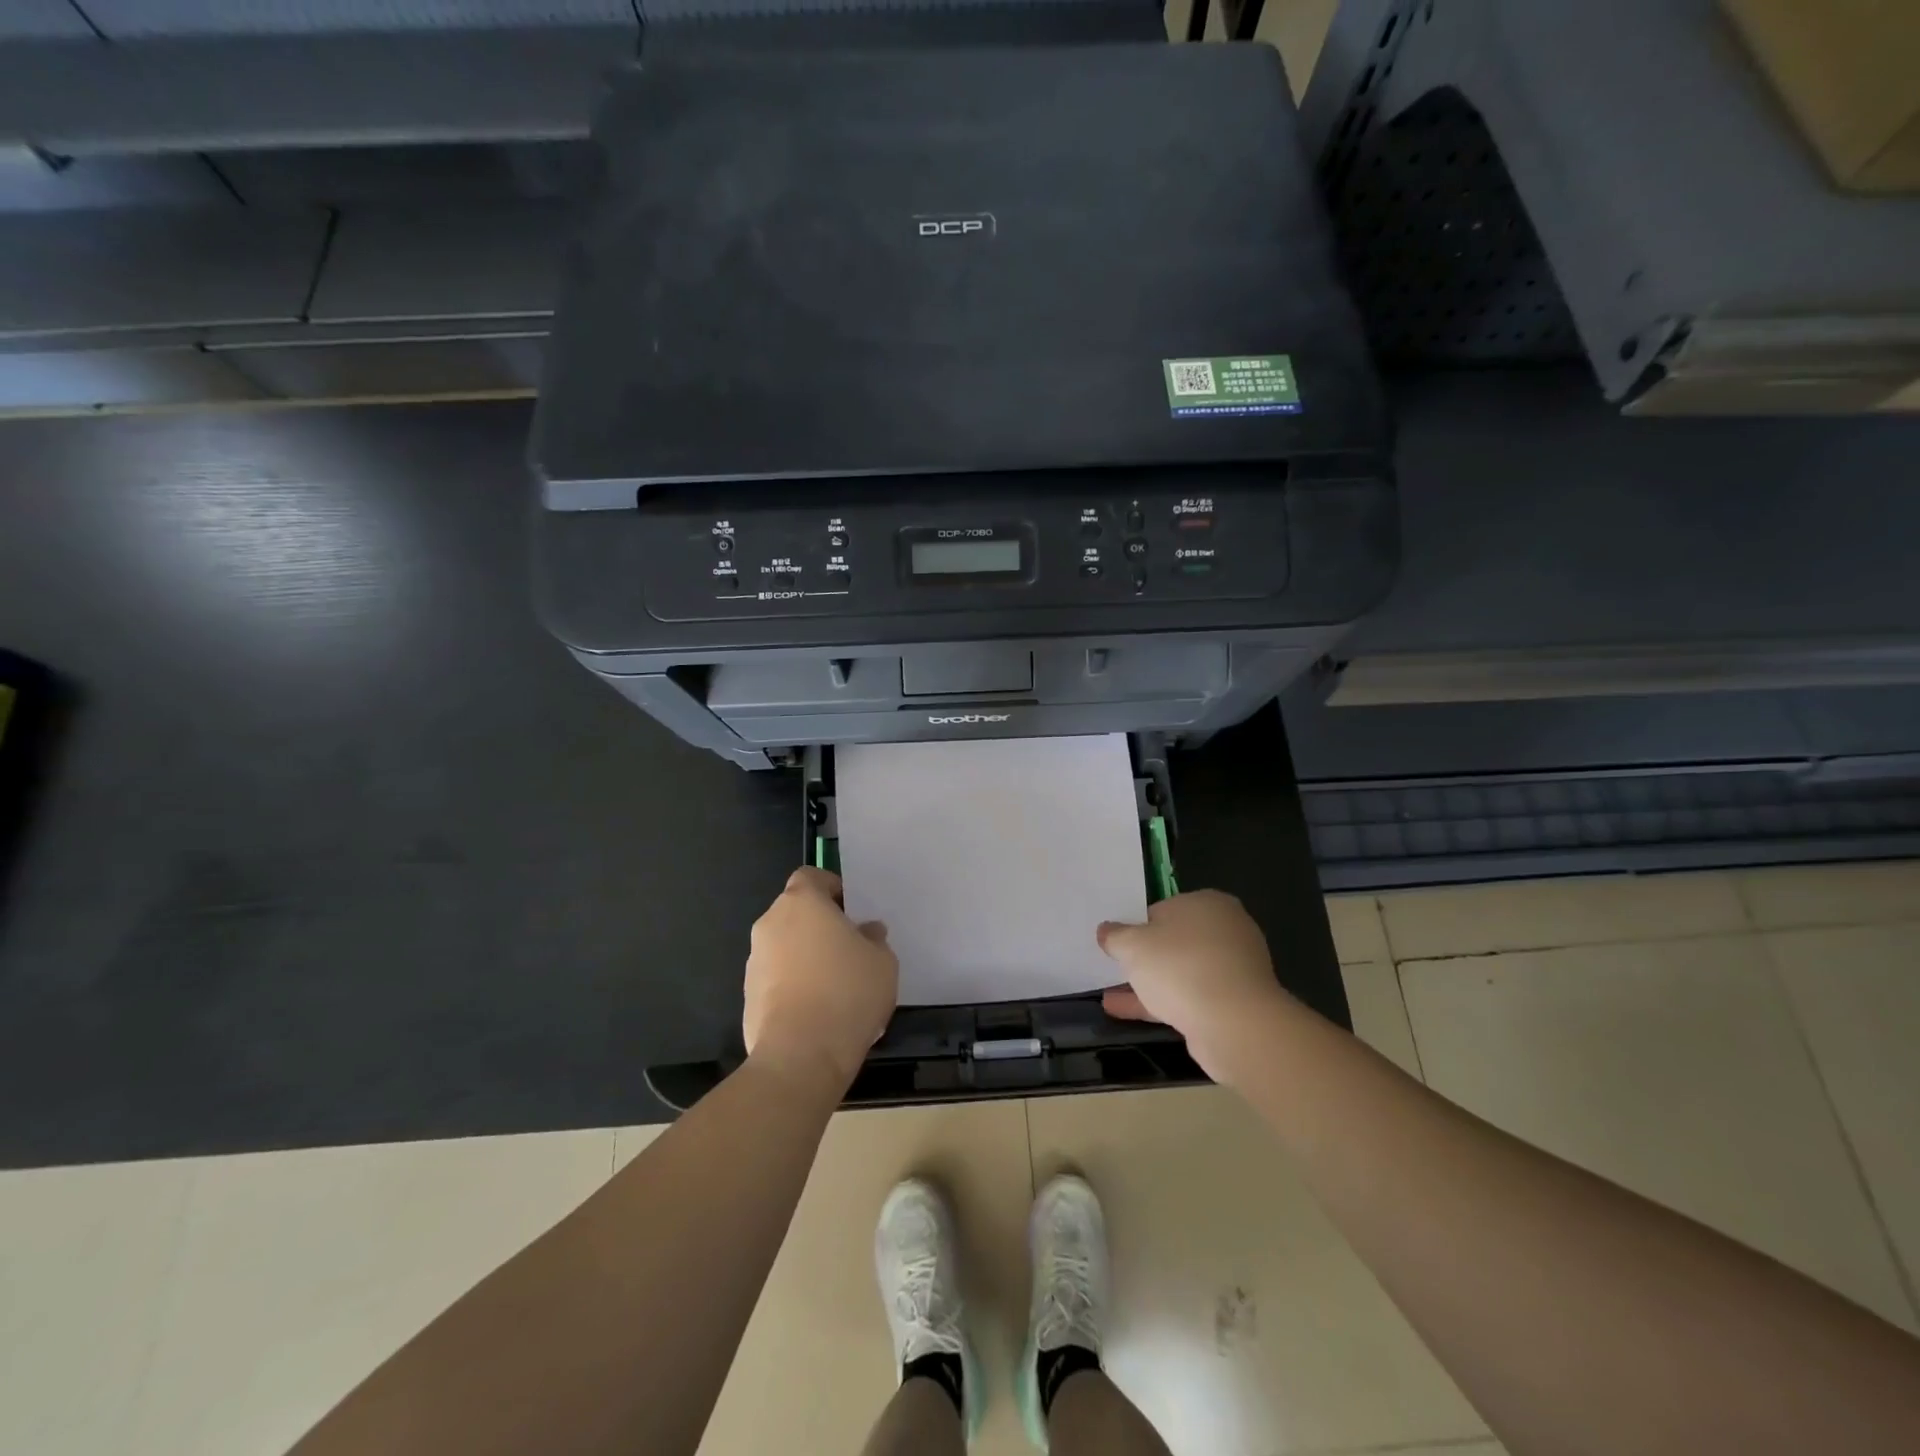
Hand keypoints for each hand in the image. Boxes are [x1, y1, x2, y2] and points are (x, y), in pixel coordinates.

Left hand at [743, 867, 897, 1091]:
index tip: (849, 909)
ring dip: (804, 957)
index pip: (810, 876)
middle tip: (848, 949)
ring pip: (784, 947)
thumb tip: (867, 932)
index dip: (830, 888)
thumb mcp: (882, 961)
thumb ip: (874, 939)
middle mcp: (771, 924)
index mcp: (802, 903)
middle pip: (795, 913)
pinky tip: (817, 1013)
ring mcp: (754, 961)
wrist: (801, 1055)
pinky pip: (776, 980)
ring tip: (834, 986)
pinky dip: (793, 987)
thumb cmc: (848, 992)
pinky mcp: (747, 997)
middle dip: (818, 926)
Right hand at [1097, 890, 1293, 1083]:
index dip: (1137, 927)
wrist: (1235, 1024)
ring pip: (1181, 973)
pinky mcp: (1234, 1004)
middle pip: (1174, 942)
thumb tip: (1106, 930)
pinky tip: (1125, 1012)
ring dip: (1148, 984)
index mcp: (1207, 903)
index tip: (1118, 945)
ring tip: (1110, 996)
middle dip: (1144, 958)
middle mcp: (1226, 930)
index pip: (1163, 910)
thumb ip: (1115, 936)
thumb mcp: (1133, 945)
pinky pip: (1189, 997)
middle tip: (1115, 969)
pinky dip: (1160, 1003)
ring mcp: (1233, 969)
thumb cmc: (1180, 966)